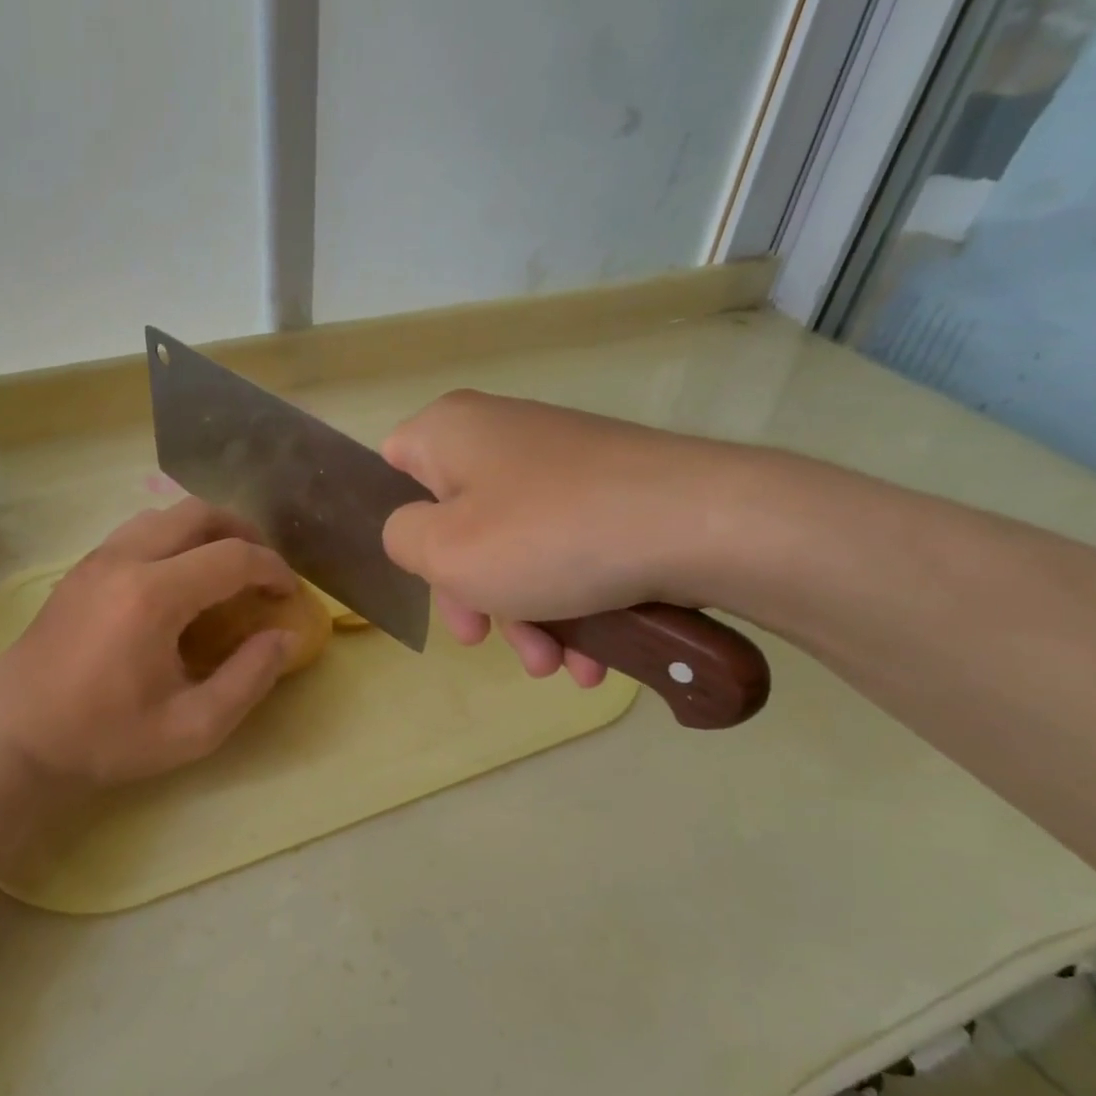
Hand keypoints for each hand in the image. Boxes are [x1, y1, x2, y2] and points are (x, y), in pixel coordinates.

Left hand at [0, 499, 297, 788]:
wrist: (14, 741)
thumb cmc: (104, 739)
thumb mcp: (192, 728)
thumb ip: (249, 679)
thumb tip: (283, 638)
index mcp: (154, 595)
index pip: (233, 557)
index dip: (273, 570)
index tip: (290, 596)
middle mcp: (124, 560)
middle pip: (198, 513)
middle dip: (243, 533)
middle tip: (262, 570)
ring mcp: (95, 560)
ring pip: (163, 515)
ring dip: (204, 531)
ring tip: (224, 569)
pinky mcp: (78, 571)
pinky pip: (136, 532)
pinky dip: (172, 540)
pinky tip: (178, 581)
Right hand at [381, 391, 753, 685]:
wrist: (702, 523)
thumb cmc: (547, 535)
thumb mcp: (444, 550)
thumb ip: (401, 539)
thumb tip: (416, 532)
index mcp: (452, 431)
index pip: (393, 467)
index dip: (402, 526)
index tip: (424, 576)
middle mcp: (503, 436)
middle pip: (456, 522)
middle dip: (471, 594)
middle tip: (483, 640)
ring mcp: (562, 464)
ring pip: (514, 548)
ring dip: (525, 616)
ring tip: (554, 665)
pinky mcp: (609, 493)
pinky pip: (564, 550)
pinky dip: (568, 603)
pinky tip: (591, 657)